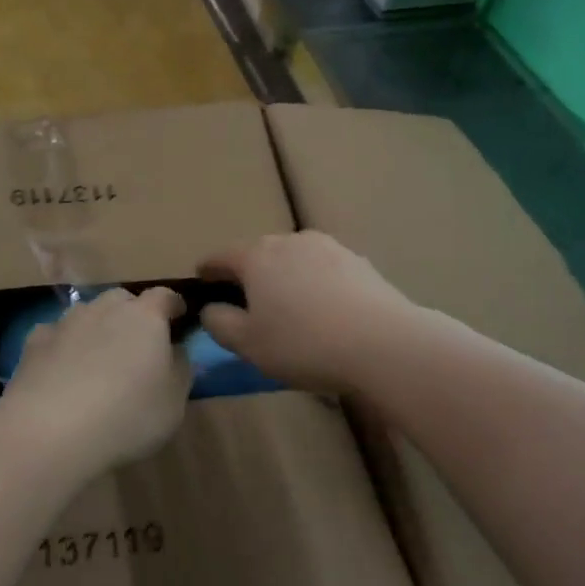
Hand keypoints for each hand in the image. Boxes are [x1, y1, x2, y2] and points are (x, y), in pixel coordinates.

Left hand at [0, 287, 190, 470]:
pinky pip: (56, 335)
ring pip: (87, 314)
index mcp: (145, 317)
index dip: (173, 306)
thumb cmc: (127, 416)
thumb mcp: (174, 402)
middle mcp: (105, 308)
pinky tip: (62, 372)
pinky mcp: (34, 342)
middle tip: (137, 346)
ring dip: (96, 329)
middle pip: (123, 300)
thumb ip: (180, 369)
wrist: (49, 431)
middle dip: (132, 315)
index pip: (165, 296)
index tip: (179, 321)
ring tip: (97, 361)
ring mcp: (66, 322)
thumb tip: (175, 350)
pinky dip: (63, 346)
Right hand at [198, 232, 413, 394]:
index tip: (201, 280)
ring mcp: (329, 248)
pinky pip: (324, 271)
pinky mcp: (359, 262)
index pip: (221, 256)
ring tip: (287, 307)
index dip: (207, 270)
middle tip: (245, 302)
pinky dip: (315, 285)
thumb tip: (211, 309)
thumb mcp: (247, 344)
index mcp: (257, 256)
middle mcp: (291, 241)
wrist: (383, 343)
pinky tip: (324, 312)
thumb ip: (219, 323)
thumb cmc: (303, 344)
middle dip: (248, 274)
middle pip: (259, 254)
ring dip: (284, 278)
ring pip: (294, 260)